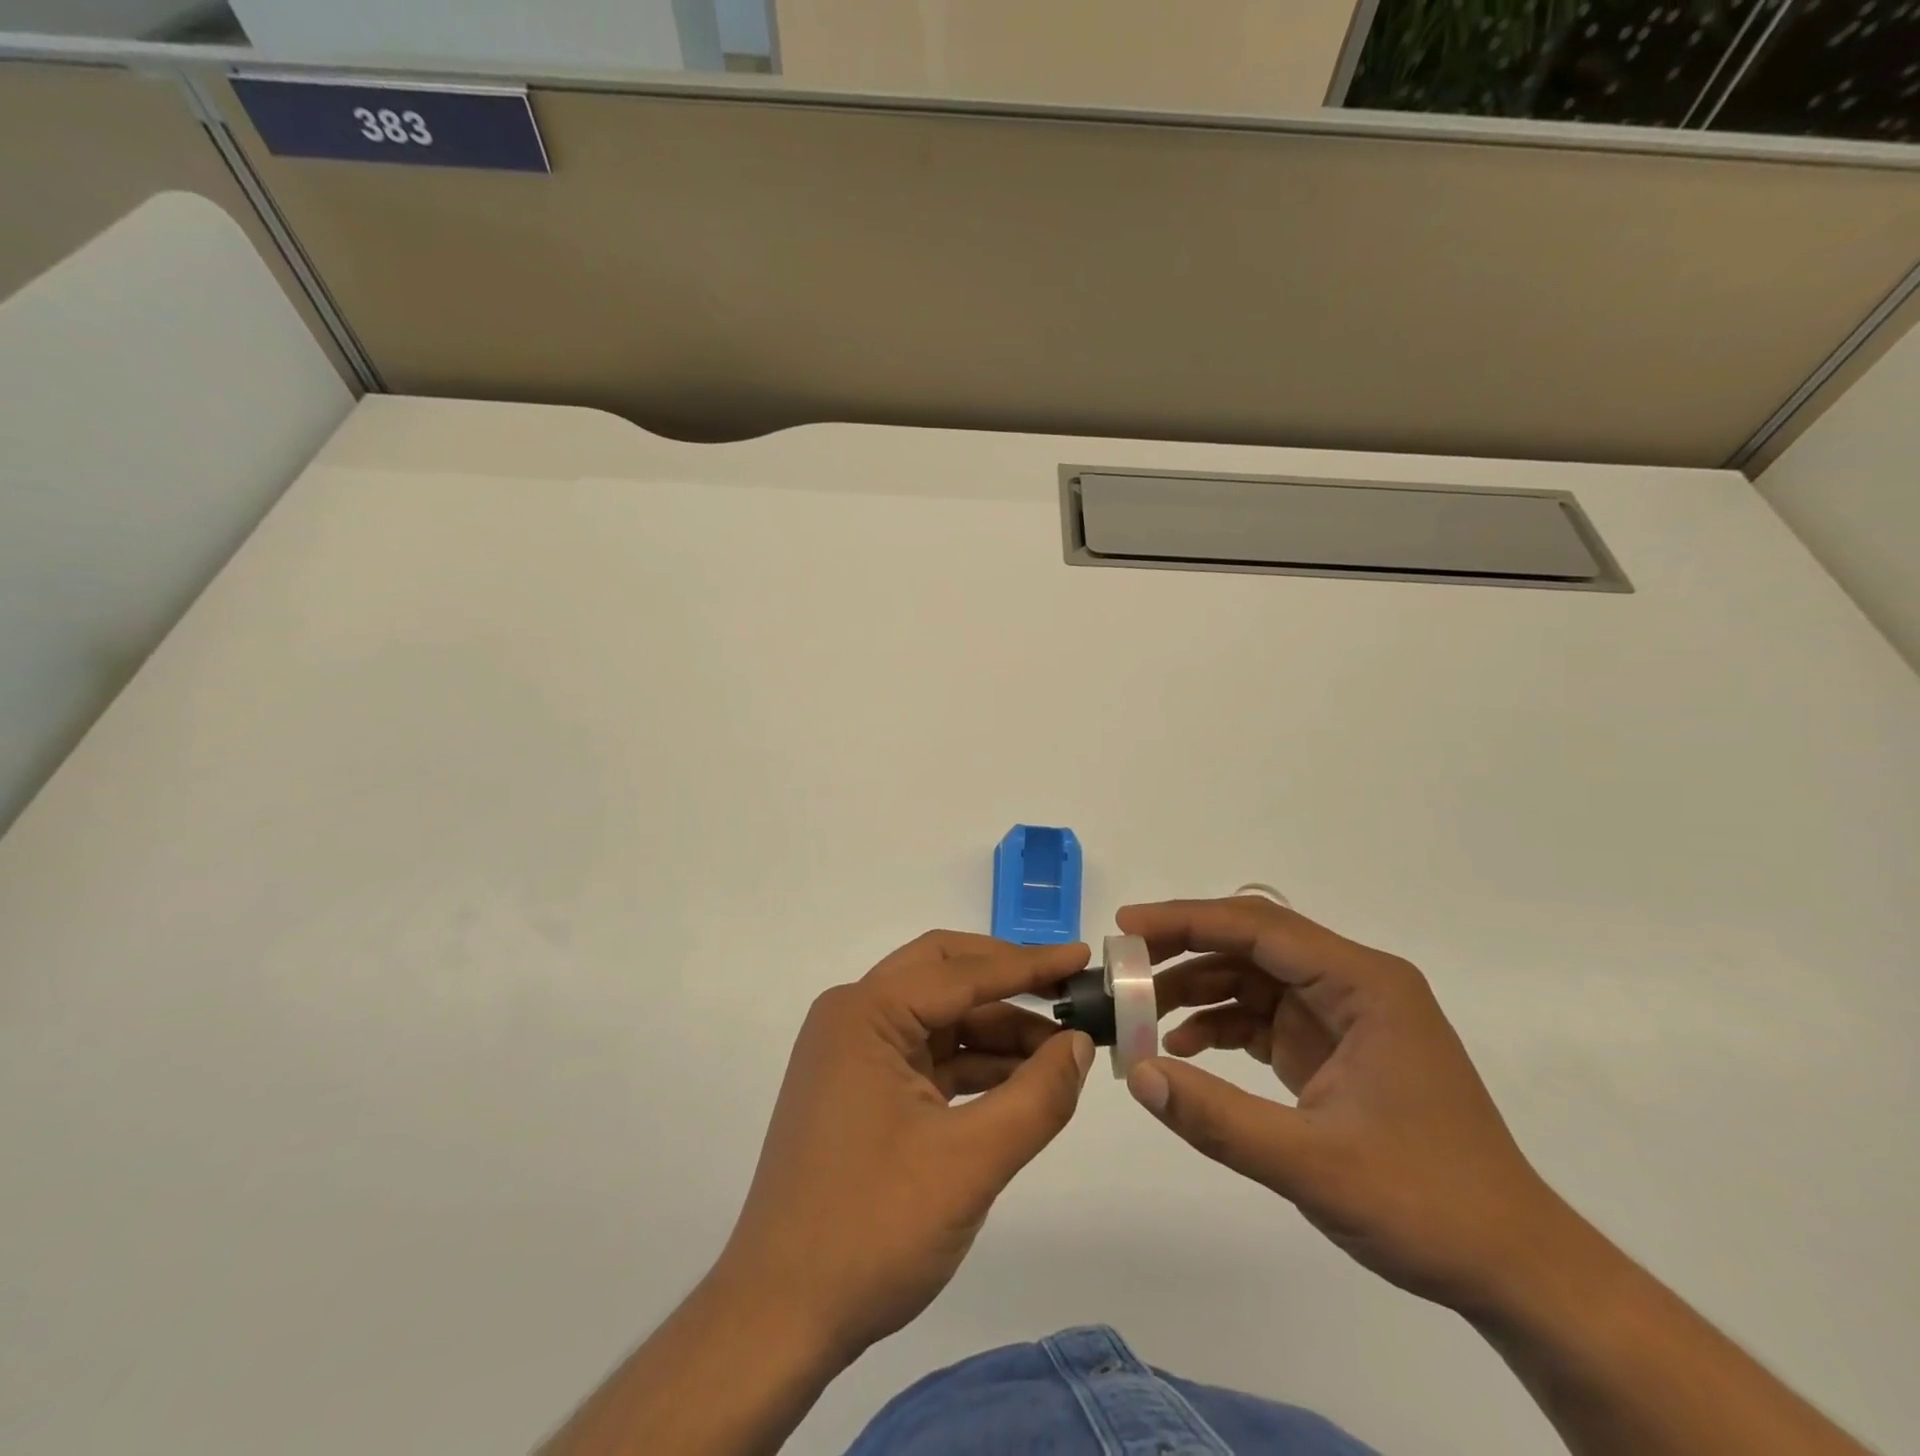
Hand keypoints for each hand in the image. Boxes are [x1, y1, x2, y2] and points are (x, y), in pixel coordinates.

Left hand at [714, 932, 1095, 1360]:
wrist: (779, 1319)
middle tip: (1068, 990)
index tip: (1082, 957)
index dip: (1028, 964)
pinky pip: (927, 1056)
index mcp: (866, 1013)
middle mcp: (854, 1017)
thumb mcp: (969, 1163)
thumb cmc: (871, 1228)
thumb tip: (1080, 1044)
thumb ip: (1036, 1097)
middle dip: (1008, 981)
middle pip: (944, 975)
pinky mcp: (860, 1090)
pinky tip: (1021, 1082)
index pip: (961, 971)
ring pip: (938, 1018)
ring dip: (996, 1029)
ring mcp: (853, 1054)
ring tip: (1062, 1051)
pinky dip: (974, 1064)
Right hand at [1120, 896, 1568, 1314]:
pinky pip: (1262, 1017)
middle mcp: (1353, 985)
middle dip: (1183, 951)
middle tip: (1123, 970)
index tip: (1126, 928)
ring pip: (1251, 978)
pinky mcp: (1333, 1049)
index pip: (1258, 927)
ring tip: (1139, 1015)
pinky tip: (1183, 1048)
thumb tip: (1136, 1075)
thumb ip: (1219, 1118)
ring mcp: (1344, 1016)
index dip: (1186, 921)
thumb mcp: (1314, 1164)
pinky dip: (1219, 1025)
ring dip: (1195, 990)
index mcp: (1363, 984)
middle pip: (1251, 944)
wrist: (1515, 1269)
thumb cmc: (1428, 1204)